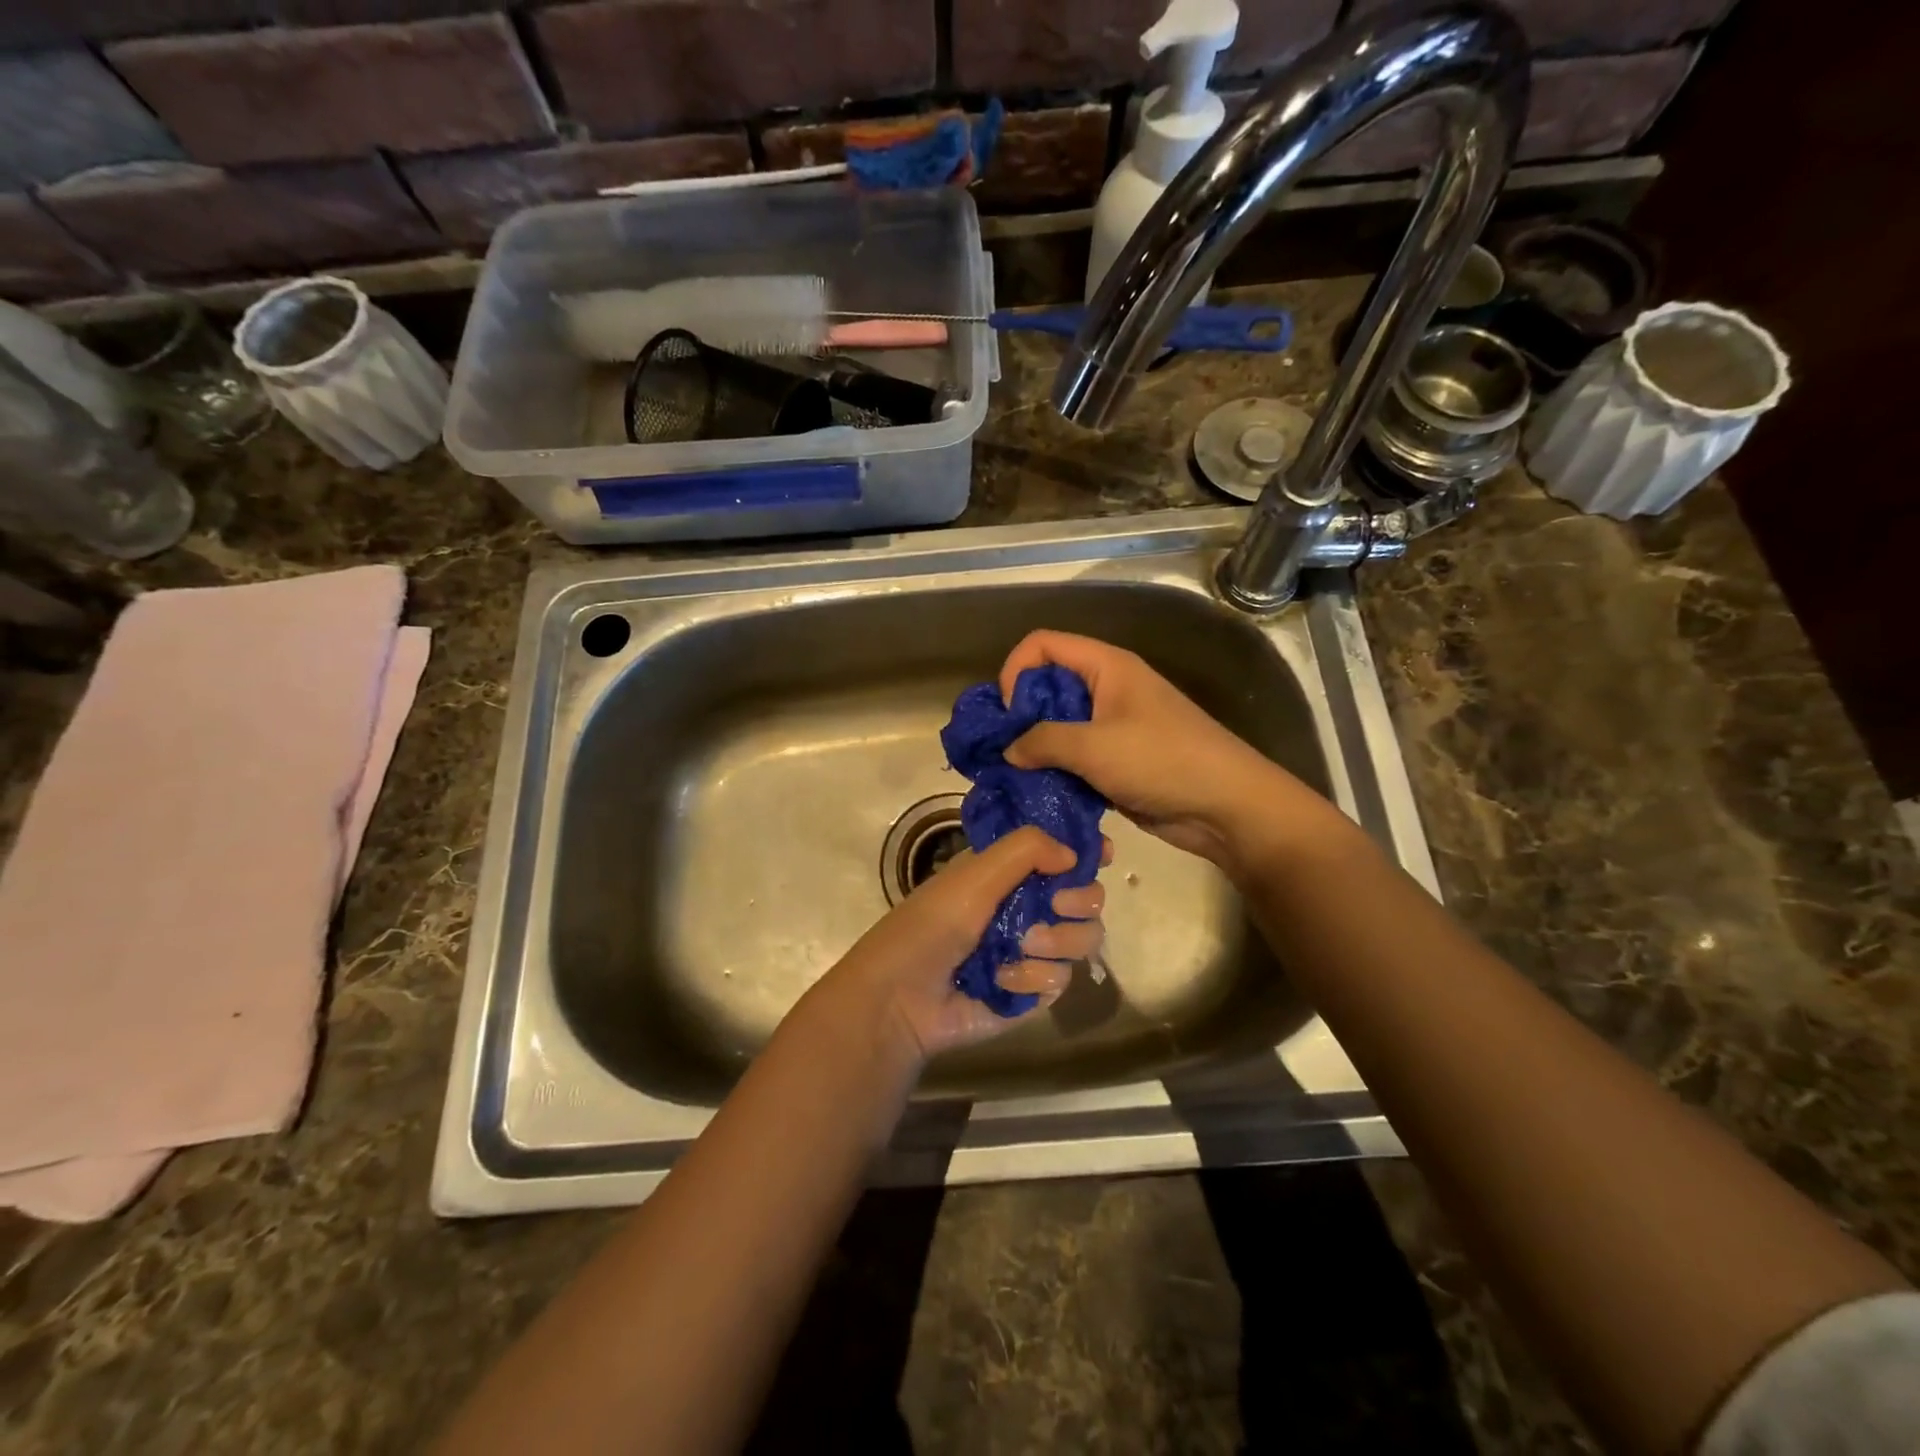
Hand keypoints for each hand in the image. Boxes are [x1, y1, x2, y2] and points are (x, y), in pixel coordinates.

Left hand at [817, 826, 1105, 1062]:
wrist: (902, 998)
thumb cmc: (932, 924)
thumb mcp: (975, 874)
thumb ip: (1026, 850)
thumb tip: (1075, 853)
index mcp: (1010, 872)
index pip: (1062, 854)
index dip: (1085, 852)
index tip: (1101, 855)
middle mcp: (1028, 906)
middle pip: (1087, 898)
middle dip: (1079, 900)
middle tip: (1057, 904)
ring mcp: (1033, 951)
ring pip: (1084, 939)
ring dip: (1055, 941)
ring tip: (1021, 945)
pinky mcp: (1033, 992)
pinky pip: (1062, 980)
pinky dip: (1033, 978)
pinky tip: (1002, 979)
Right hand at [999, 630, 1317, 869]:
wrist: (1226, 806)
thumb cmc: (1162, 761)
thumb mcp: (1094, 746)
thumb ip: (1043, 741)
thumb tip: (1009, 749)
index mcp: (1106, 666)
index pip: (1043, 645)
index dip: (1016, 670)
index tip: (1005, 713)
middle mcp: (1107, 689)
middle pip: (1048, 686)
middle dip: (1020, 716)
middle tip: (1003, 750)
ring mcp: (1113, 727)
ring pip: (1059, 727)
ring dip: (1037, 750)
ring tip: (1017, 776)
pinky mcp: (1117, 762)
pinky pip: (1075, 759)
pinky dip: (1056, 772)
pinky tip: (1041, 793)